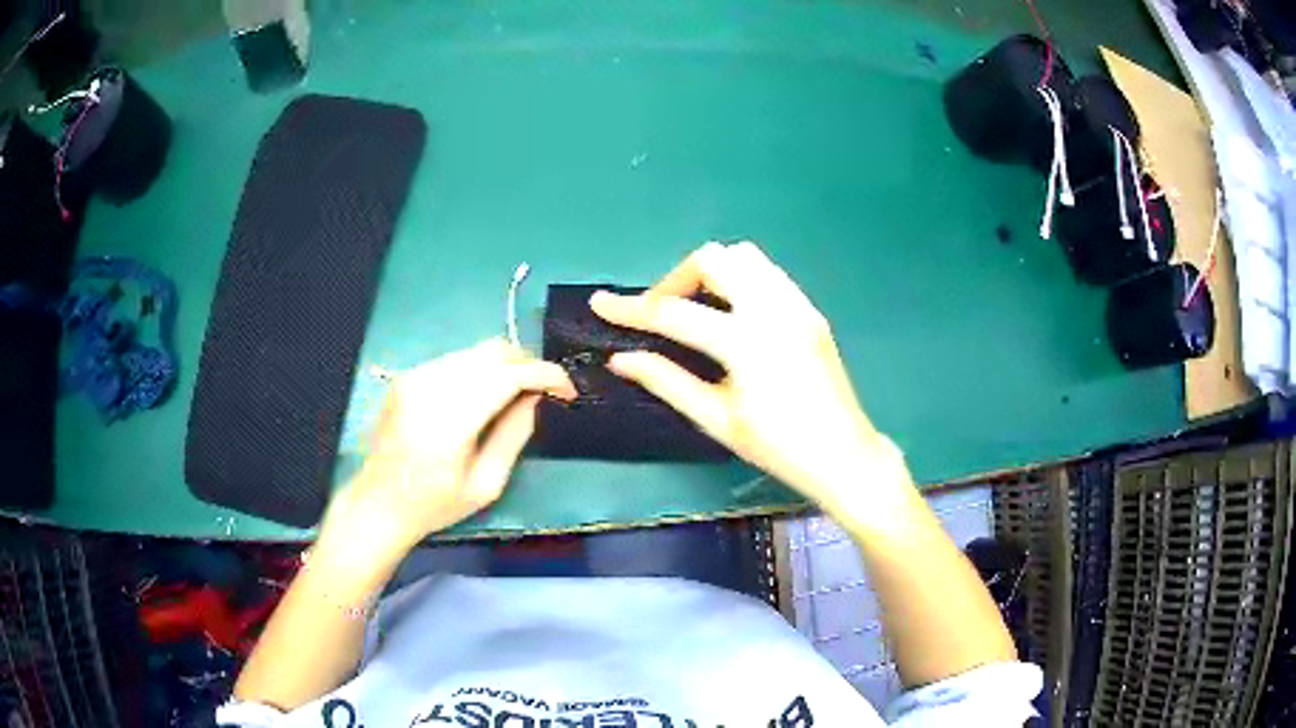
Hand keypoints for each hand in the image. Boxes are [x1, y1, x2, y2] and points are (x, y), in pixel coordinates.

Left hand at [320, 339, 576, 557]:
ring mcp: (415, 376)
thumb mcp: (486, 485)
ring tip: (517, 392)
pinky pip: (455, 360)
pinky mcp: (407, 376)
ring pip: (475, 351)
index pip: (508, 375)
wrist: (378, 502)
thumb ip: (514, 435)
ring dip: (503, 365)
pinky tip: (483, 395)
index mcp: (450, 420)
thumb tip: (534, 396)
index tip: (567, 390)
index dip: (545, 375)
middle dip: (527, 363)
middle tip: (545, 389)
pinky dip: (479, 370)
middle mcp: (431, 386)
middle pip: (493, 351)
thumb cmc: (435, 504)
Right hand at [591, 242, 904, 517]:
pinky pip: (768, 273)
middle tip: (661, 314)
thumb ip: (666, 381)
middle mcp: (774, 309)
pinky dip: (740, 280)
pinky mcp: (810, 309)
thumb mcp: (716, 419)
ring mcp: (797, 304)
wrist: (843, 455)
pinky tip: (732, 314)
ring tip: (697, 310)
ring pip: (744, 257)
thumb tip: (621, 359)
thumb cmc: (778, 446)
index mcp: (747, 342)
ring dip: (710, 273)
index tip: (600, 303)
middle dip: (676, 280)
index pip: (674, 313)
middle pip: (713, 259)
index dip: (631, 309)